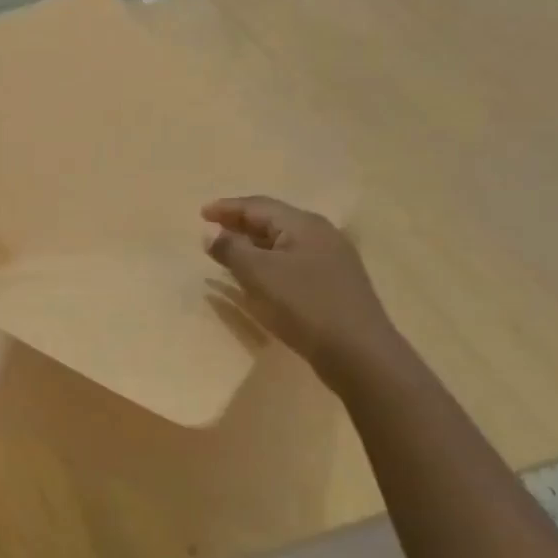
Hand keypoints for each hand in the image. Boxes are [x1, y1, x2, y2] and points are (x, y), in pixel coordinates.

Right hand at [203, 196, 404, 383]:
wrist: (357, 351)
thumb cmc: (303, 304)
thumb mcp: (258, 273)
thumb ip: (231, 249)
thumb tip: (212, 235)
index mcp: (304, 224)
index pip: (258, 206)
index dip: (227, 208)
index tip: (201, 214)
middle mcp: (321, 235)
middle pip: (273, 221)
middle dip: (240, 224)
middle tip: (212, 230)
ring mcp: (331, 260)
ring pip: (283, 243)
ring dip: (253, 245)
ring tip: (229, 253)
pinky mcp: (334, 284)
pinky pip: (292, 262)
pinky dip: (268, 263)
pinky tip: (258, 278)